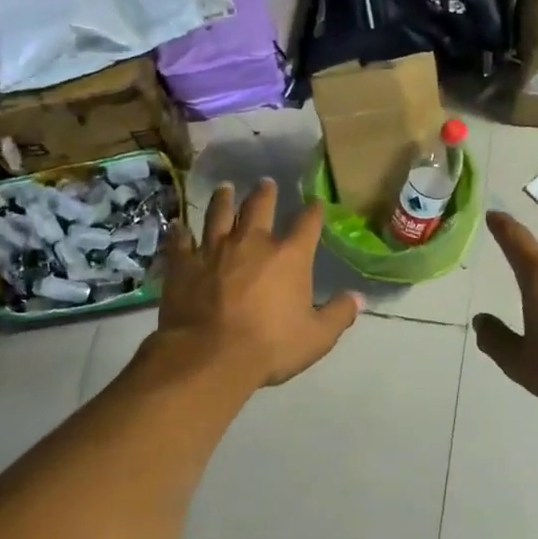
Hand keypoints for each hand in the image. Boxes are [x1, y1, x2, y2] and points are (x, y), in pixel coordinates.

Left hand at [159, 179, 363, 387]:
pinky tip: (179, 225)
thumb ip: (339, 314)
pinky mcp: (184, 264)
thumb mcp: (317, 337)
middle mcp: (252, 242)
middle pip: (259, 206)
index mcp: (290, 256)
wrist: (210, 355)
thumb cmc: (270, 346)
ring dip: (224, 199)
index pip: (307, 223)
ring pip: (219, 214)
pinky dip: (181, 231)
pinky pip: (181, 241)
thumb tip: (359, 298)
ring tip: (225, 188)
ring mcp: (214, 249)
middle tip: (266, 183)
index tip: (315, 203)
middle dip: (265, 192)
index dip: (313, 211)